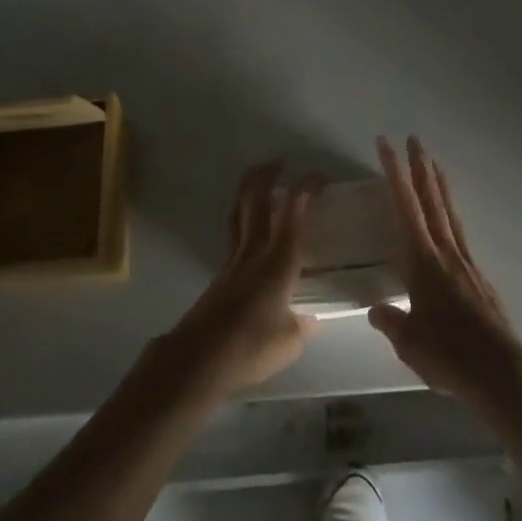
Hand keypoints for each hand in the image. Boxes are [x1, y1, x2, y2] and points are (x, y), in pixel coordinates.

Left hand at [158, 163, 318, 397]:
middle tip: (277, 163)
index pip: (294, 211)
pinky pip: (234, 235)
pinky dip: (243, 221)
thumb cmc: (252, 346)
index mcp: (279, 260)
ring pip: (240, 214)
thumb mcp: (289, 342)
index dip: (306, 188)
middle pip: (257, 200)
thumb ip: (301, 325)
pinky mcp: (220, 275)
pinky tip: (250, 233)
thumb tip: (307, 319)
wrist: (200, 357)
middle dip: (266, 176)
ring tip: (258, 182)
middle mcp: (255, 251)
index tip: (320, 178)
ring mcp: (233, 261)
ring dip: (249, 192)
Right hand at [370, 137, 521, 408]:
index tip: (386, 145)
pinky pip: (460, 233)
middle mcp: (445, 252)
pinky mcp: (478, 277)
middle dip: (419, 168)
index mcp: (423, 261)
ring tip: (433, 163)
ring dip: (439, 184)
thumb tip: (375, 308)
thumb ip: (391, 322)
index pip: (405, 207)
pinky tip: (449, 220)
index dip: (394, 173)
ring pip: (449, 212)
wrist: (501, 372)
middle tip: (413, 139)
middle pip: (431, 200)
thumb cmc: (450, 355)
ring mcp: (465, 262)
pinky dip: (451, 215)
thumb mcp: (409, 343)